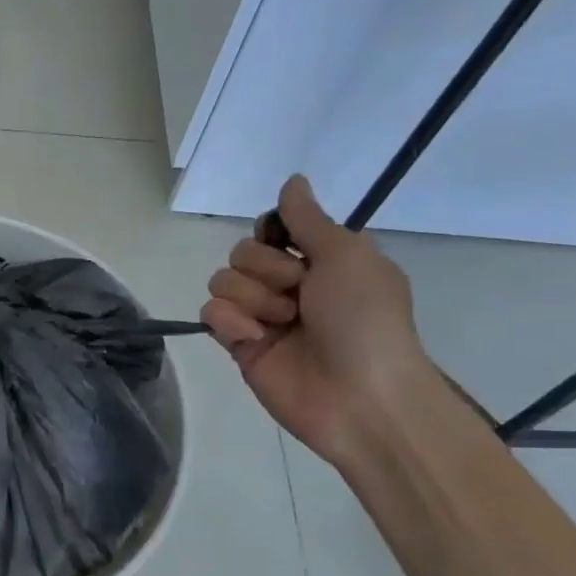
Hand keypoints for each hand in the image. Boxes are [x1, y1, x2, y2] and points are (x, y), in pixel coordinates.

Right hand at [201, 175, 437, 463]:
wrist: (359, 394)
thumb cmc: (364, 319)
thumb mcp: (347, 255)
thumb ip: (309, 218)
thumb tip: (293, 180)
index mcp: (320, 260)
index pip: (271, 228)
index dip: (274, 233)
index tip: (289, 244)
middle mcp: (288, 284)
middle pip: (242, 252)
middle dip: (267, 269)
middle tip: (298, 293)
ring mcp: (261, 315)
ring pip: (222, 280)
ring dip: (252, 297)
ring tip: (281, 322)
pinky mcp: (239, 344)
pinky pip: (211, 313)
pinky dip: (231, 322)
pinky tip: (256, 339)